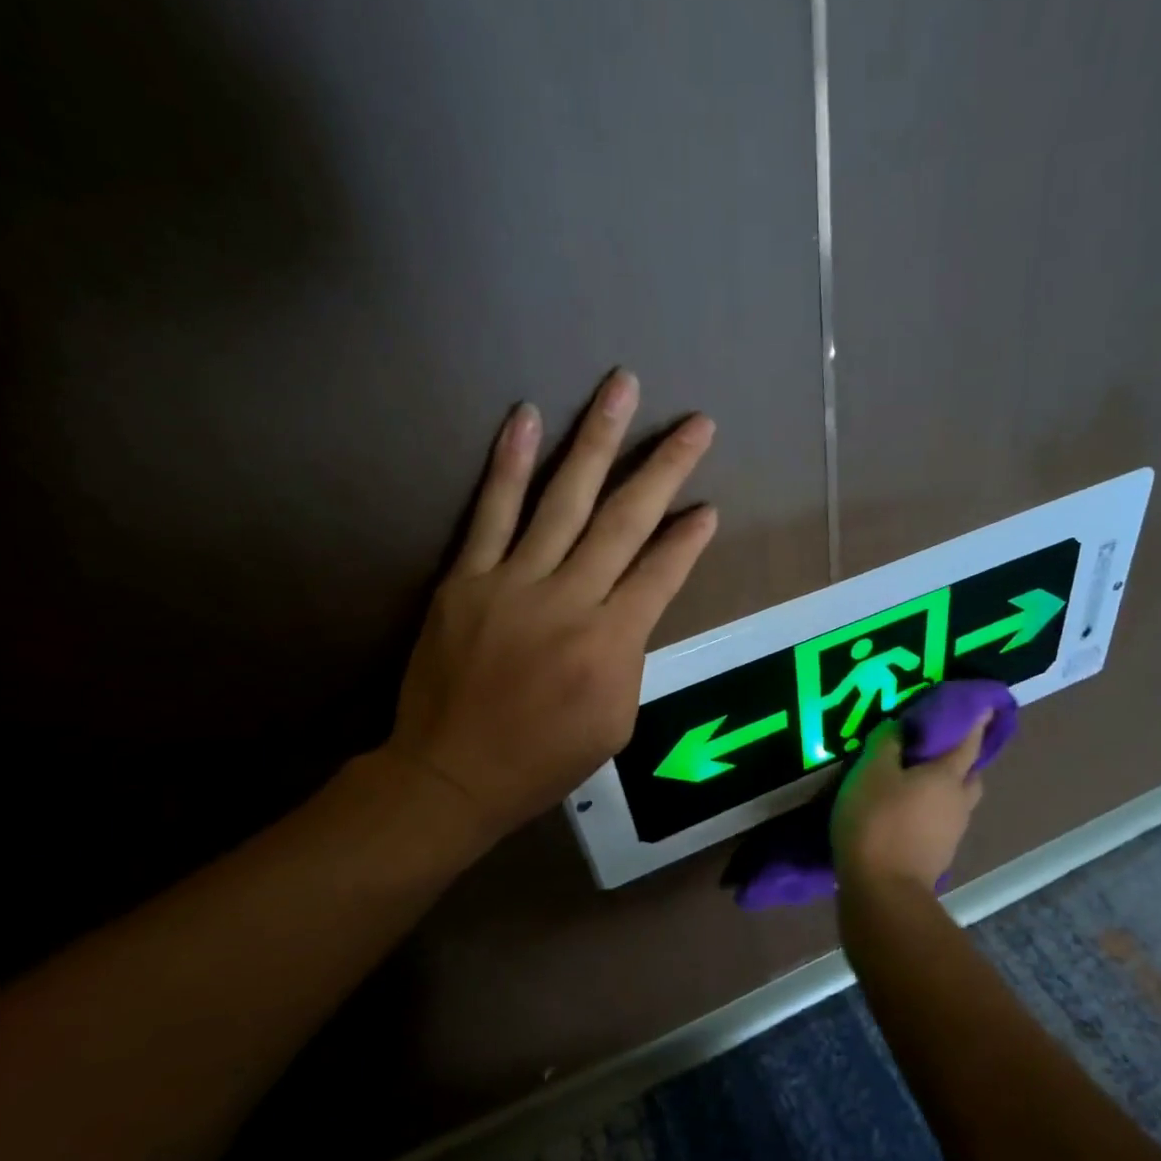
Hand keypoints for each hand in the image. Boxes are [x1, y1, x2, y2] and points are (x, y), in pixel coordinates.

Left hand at [386, 369, 716, 840]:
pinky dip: (510, 463)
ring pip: (564, 499)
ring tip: (622, 387)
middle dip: (666, 468)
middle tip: (696, 423)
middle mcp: (570, 600)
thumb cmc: (543, 759)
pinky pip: (492, 512)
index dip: (690, 538)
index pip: (662, 573)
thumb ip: (630, 657)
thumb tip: (634, 606)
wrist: (452, 772)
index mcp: (612, 643)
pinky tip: (528, 417)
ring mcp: (514, 582)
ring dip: (598, 440)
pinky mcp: (467, 578)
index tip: (709, 507)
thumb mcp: (615, 722)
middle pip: (625, 521)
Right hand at [832, 712, 989, 892]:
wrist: (882, 891)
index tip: (984, 706)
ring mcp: (952, 833)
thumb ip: (887, 744)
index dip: (976, 721)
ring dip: (943, 790)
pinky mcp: (938, 856)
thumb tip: (901, 728)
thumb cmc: (877, 821)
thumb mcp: (871, 771)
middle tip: (937, 751)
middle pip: (970, 774)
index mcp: (948, 775)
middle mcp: (959, 802)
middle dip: (961, 760)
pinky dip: (929, 813)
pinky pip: (940, 823)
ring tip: (913, 784)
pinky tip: (906, 814)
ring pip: (956, 802)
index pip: (969, 740)